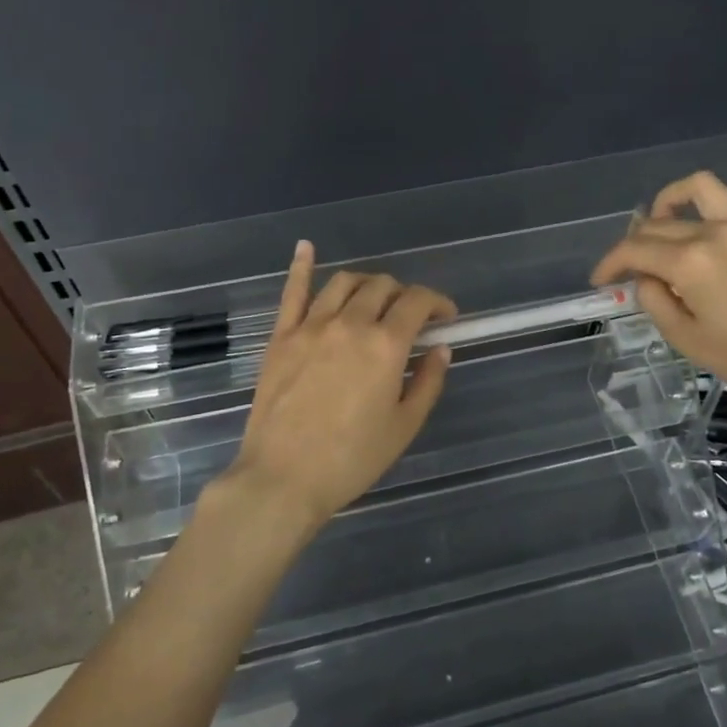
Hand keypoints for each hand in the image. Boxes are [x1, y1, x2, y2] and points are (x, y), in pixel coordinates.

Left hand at [217, 241, 456, 532]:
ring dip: (367, 284)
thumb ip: (428, 381)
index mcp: (385, 345)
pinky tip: (306, 248)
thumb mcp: (404, 426)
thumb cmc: (351, 459)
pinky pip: (292, 292)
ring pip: (344, 282)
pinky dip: (302, 267)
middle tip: (409, 318)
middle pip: (382, 287)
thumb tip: (440, 348)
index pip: (418, 302)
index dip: (438, 302)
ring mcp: (310, 326)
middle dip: (404, 295)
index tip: (446, 317)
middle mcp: (349, 323)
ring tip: (373, 300)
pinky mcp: (280, 337)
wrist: (283, 479)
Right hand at [590, 171, 726, 410]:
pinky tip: (716, 222)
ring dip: (673, 199)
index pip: (633, 250)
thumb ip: (656, 302)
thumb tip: (645, 278)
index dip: (609, 264)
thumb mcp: (689, 341)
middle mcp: (715, 231)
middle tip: (629, 269)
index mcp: (690, 263)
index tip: (600, 281)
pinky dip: (722, 199)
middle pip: (659, 223)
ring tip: (666, 222)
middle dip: (634, 244)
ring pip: (700, 187)